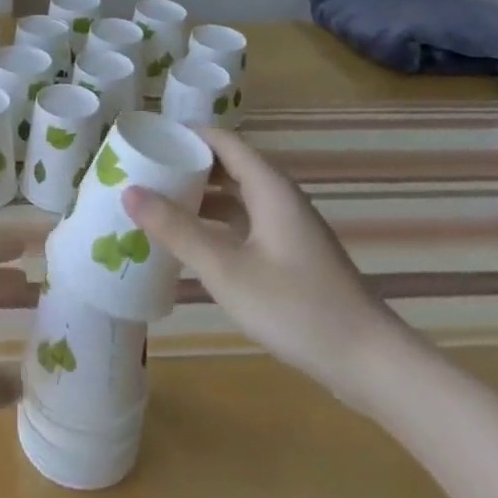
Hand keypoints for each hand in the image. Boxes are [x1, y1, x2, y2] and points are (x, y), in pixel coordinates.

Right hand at [122, 130, 413, 408]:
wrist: (368, 362)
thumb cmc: (295, 307)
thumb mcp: (225, 269)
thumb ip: (177, 229)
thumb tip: (129, 191)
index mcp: (268, 187)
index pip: (221, 140)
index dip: (184, 135)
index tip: (145, 140)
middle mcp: (278, 198)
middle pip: (226, 165)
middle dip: (185, 166)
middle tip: (141, 173)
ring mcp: (286, 227)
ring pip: (234, 197)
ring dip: (198, 197)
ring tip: (155, 205)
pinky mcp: (289, 254)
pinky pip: (243, 223)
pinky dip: (214, 224)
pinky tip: (190, 243)